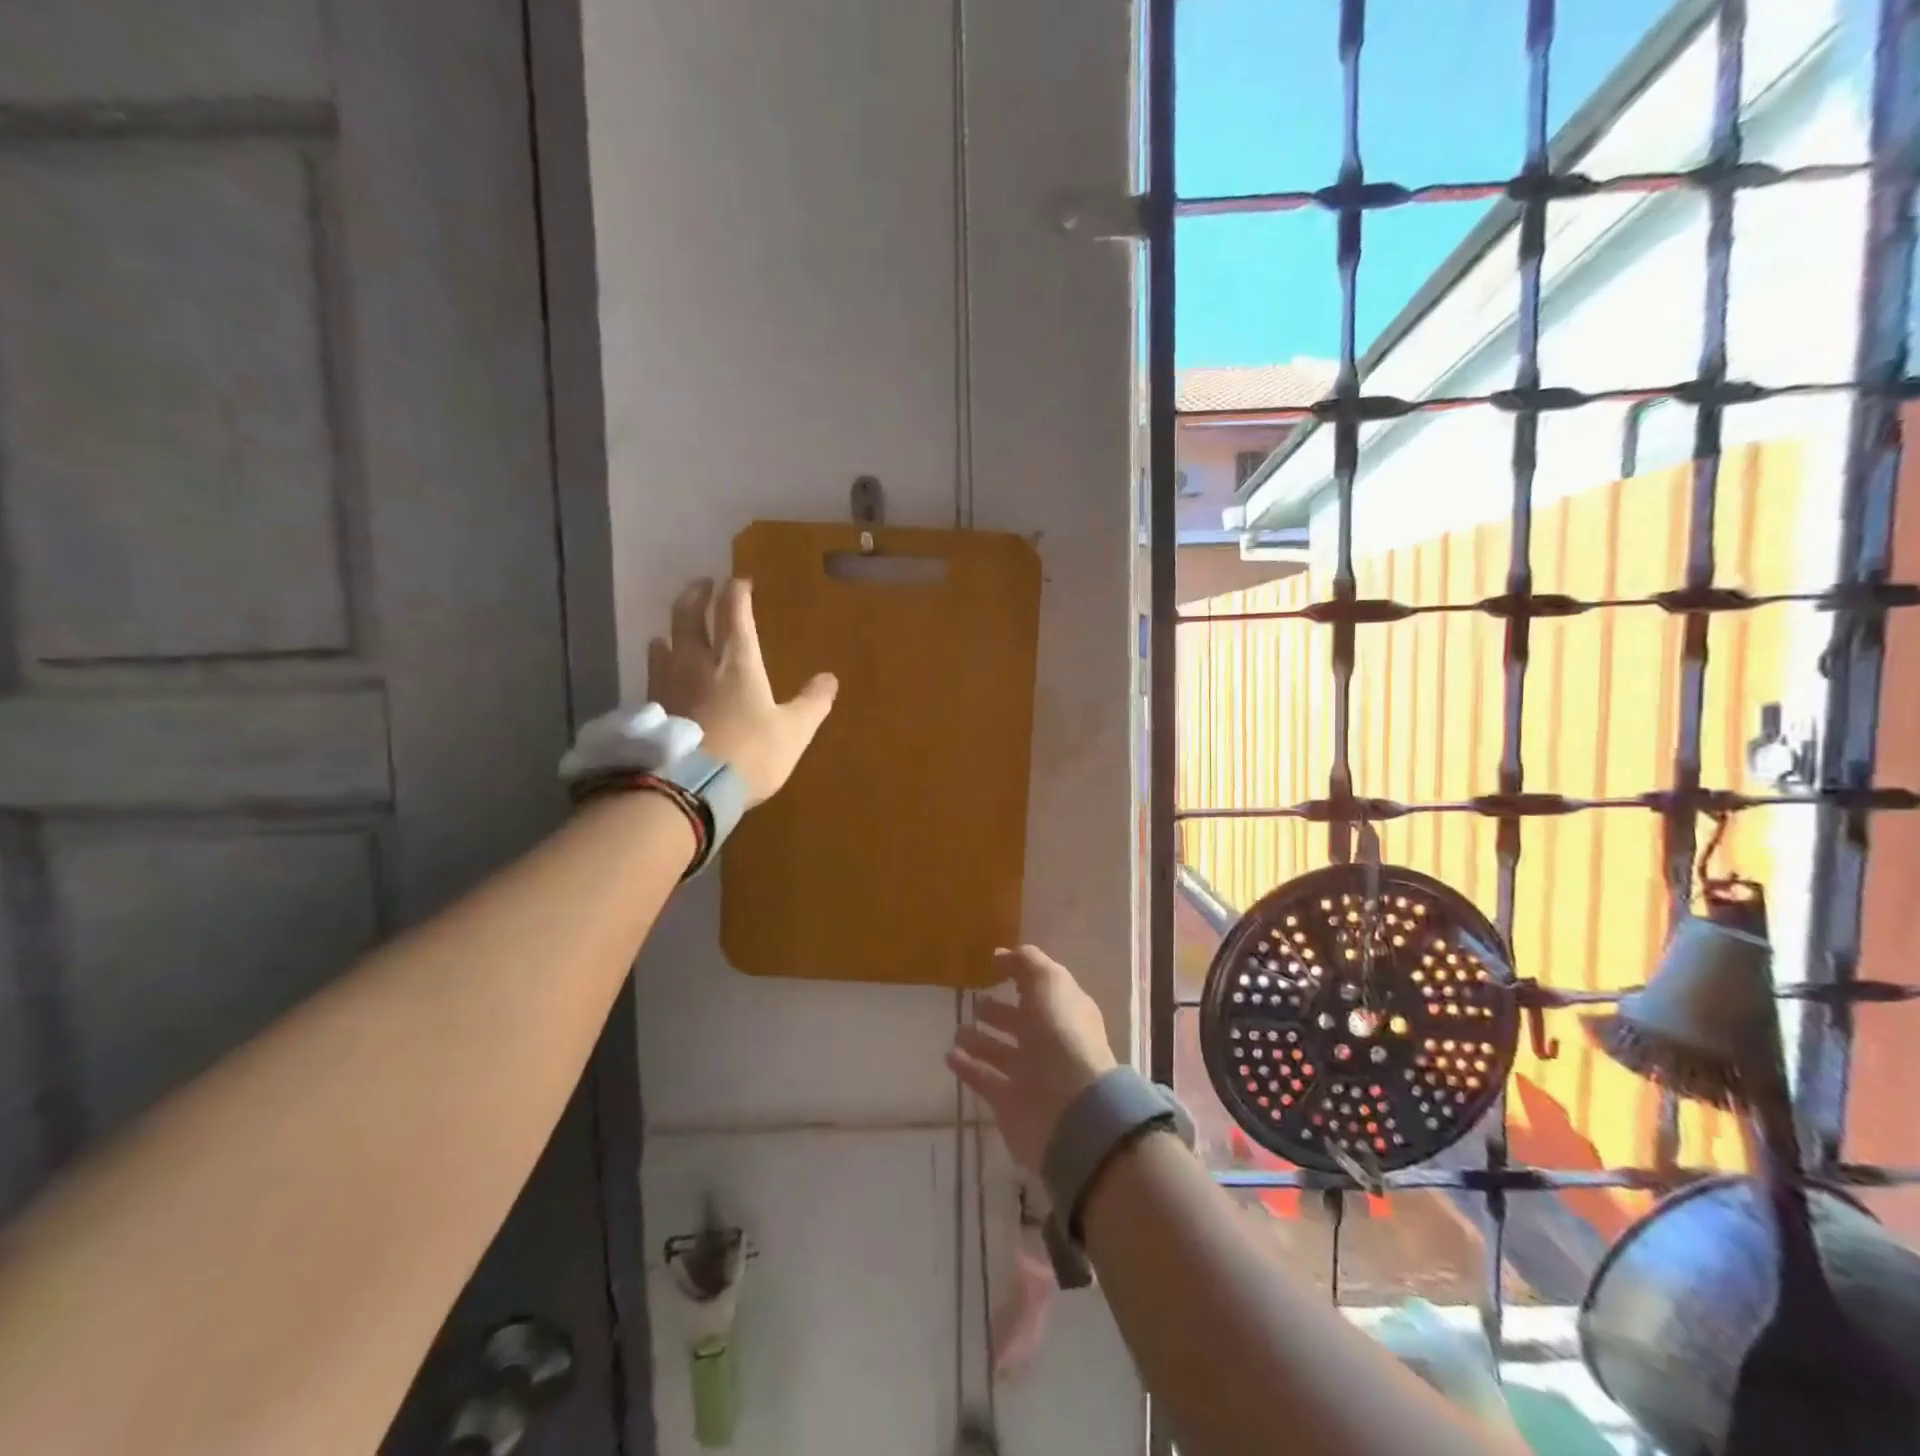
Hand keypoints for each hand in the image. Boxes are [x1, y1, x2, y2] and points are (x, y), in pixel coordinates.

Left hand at [649, 578, 837, 804]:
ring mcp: (668, 682)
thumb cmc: (749, 754)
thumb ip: (812, 703)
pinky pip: (652, 671)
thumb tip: (830, 679)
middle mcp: (698, 661)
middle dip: (697, 594)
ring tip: (676, 628)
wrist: (688, 788)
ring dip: (672, 628)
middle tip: (702, 584)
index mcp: (737, 660)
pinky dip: (659, 661)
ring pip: (665, 640)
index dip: (737, 591)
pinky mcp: (651, 706)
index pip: (734, 611)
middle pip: (689, 614)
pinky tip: (661, 670)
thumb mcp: (793, 732)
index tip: (740, 581)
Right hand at [947, 946, 1117, 1173]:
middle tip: (974, 1001)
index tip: (993, 965)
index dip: (1022, 976)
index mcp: (1065, 1011)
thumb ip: (1025, 962)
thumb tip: (1001, 954)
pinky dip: (969, 1068)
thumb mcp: (1048, 982)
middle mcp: (1050, 1041)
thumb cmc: (1061, 1034)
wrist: (1068, 1107)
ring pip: (1001, 1052)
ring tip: (957, 1029)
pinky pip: (985, 1079)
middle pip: (1021, 1022)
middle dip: (999, 1011)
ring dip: (980, 1040)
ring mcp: (1031, 1073)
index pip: (1043, 989)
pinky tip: (950, 1056)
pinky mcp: (1010, 1102)